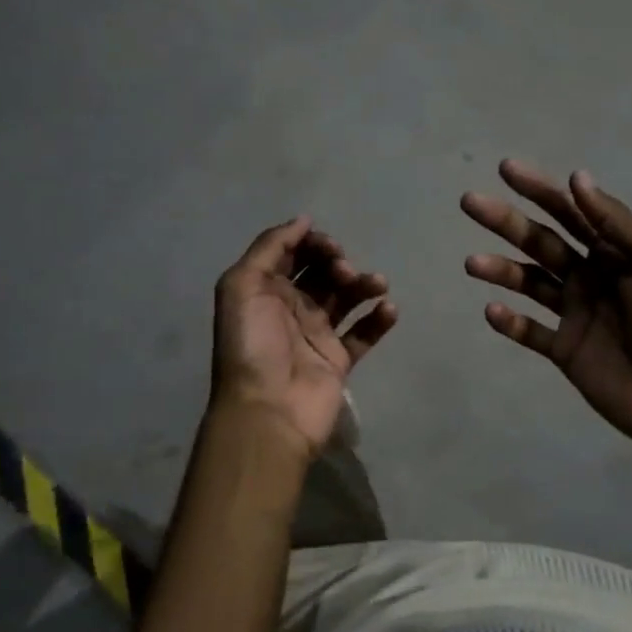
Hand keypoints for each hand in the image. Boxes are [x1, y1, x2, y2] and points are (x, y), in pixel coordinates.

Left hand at [211, 216, 397, 457]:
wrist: (268, 410)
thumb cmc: (252, 345)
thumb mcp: (242, 285)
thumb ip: (270, 247)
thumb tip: (303, 220)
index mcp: (264, 290)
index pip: (291, 254)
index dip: (311, 243)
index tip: (329, 246)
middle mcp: (290, 308)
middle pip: (321, 273)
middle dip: (336, 263)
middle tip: (344, 271)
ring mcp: (316, 335)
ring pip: (346, 298)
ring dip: (363, 284)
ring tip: (377, 285)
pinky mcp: (339, 359)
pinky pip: (364, 333)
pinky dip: (379, 318)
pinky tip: (388, 309)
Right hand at [462, 161, 631, 459]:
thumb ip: (615, 222)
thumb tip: (577, 177)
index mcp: (614, 251)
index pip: (570, 211)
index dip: (539, 189)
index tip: (505, 169)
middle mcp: (589, 275)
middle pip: (540, 241)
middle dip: (505, 221)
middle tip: (469, 202)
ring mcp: (574, 313)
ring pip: (528, 283)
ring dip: (500, 270)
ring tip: (471, 263)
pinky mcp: (564, 349)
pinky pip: (530, 331)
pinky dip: (509, 322)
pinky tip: (492, 312)